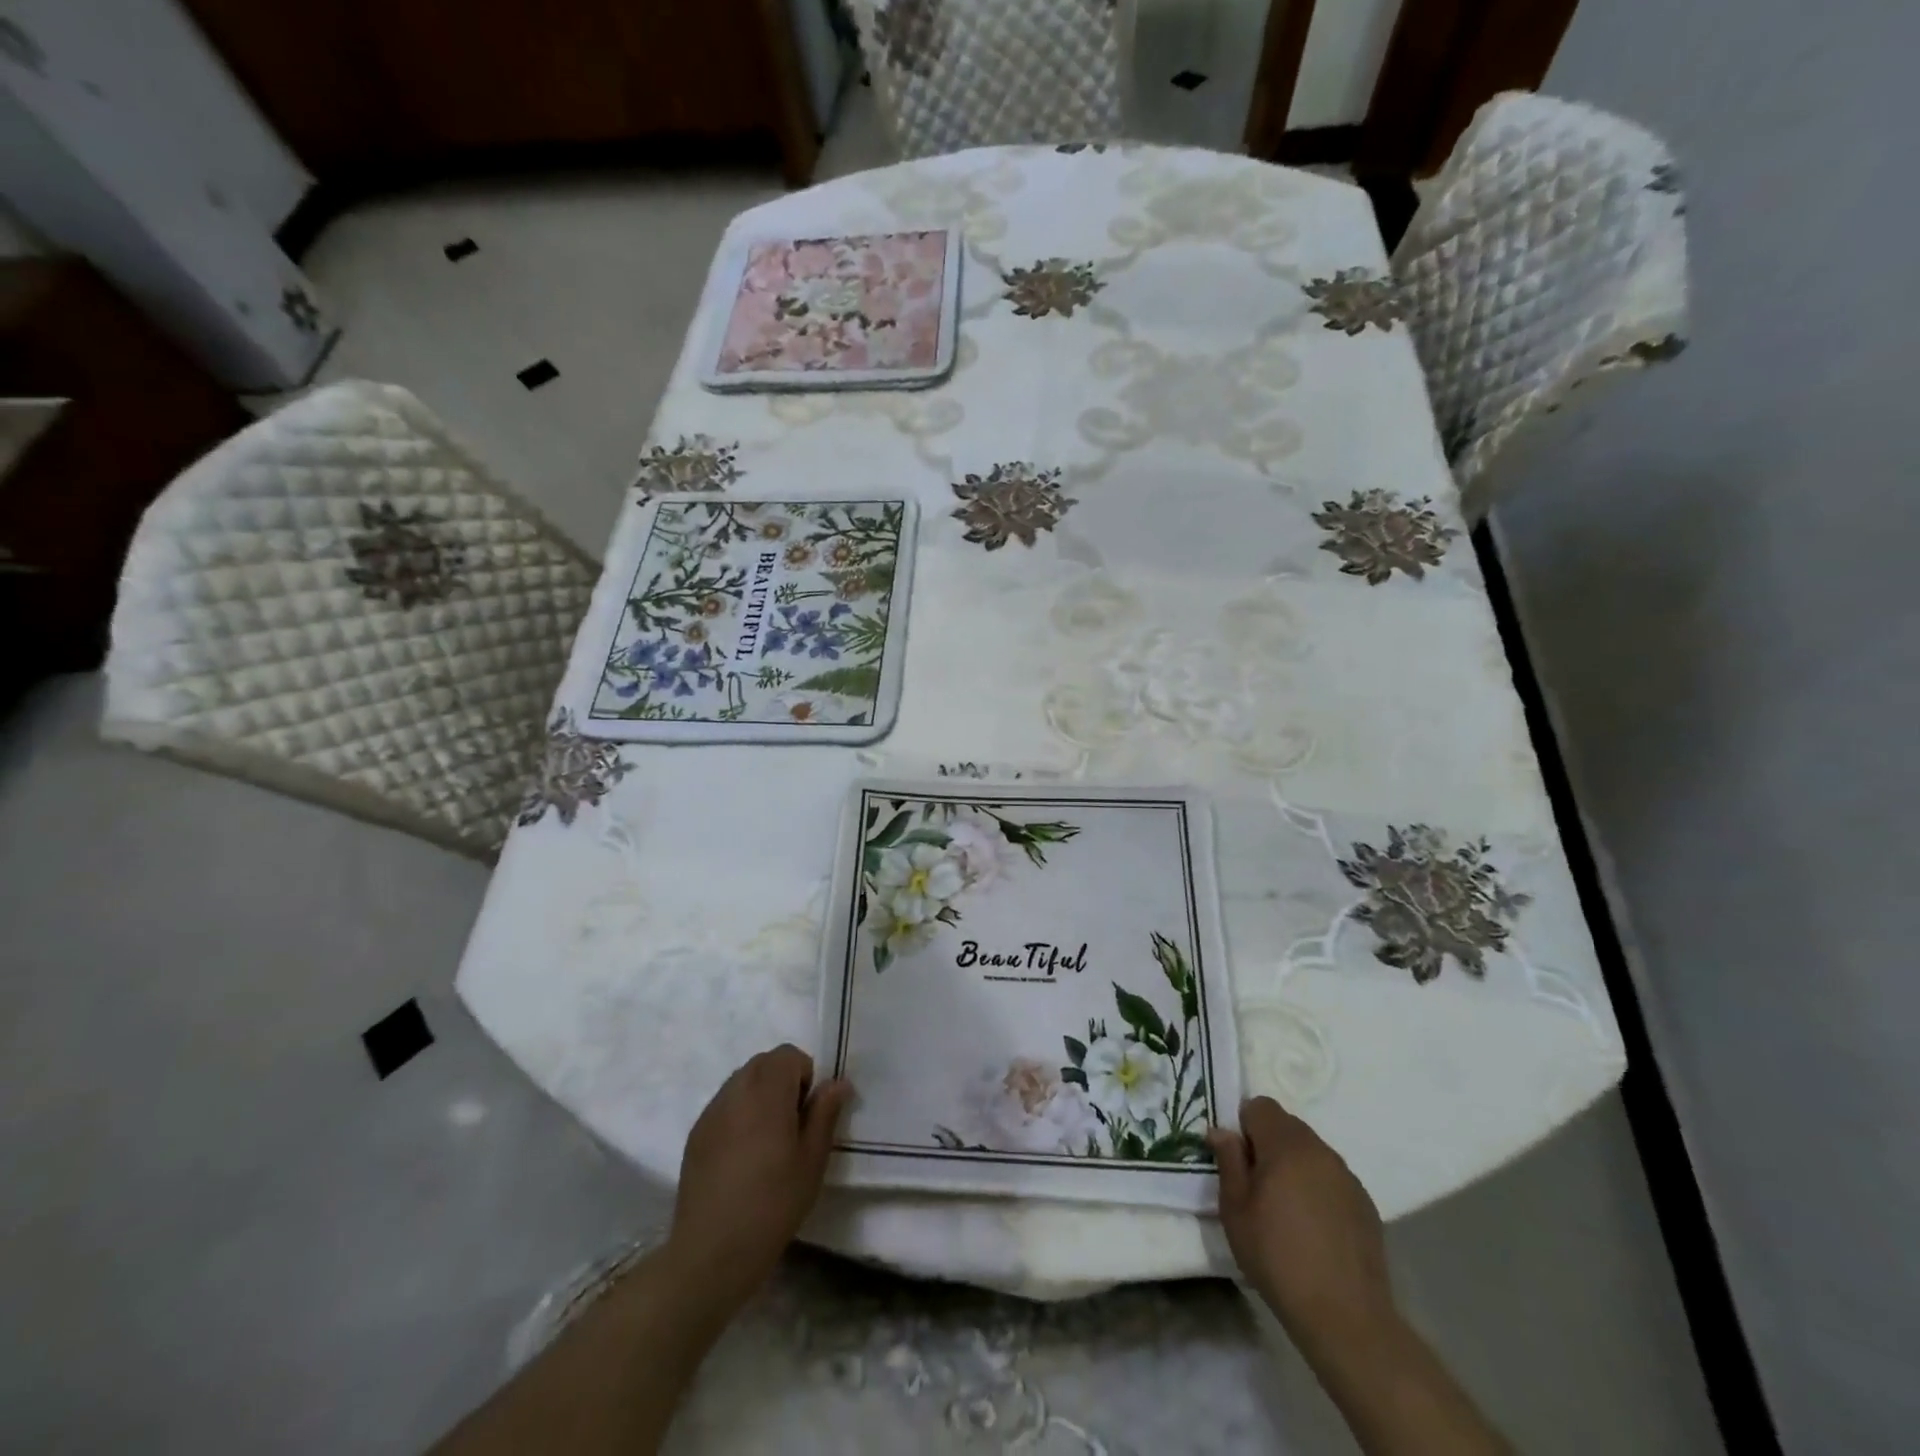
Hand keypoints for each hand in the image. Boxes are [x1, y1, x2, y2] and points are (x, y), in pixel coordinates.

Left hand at [670, 1045, 851, 1308]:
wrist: (713, 1251)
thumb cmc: (773, 1203)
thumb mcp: (812, 1160)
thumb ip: (825, 1113)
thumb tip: (838, 1083)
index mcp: (767, 1092)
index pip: (788, 1055)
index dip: (804, 1076)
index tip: (807, 1113)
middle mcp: (736, 1091)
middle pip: (763, 1063)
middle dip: (782, 1081)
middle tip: (791, 1126)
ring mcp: (711, 1112)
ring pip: (741, 1081)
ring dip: (759, 1095)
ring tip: (766, 1142)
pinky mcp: (695, 1134)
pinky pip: (723, 1105)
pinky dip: (738, 1114)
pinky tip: (741, 1157)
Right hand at [1208, 1097, 1395, 1356]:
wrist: (1345, 1316)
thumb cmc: (1278, 1257)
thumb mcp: (1235, 1210)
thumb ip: (1228, 1161)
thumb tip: (1222, 1131)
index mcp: (1286, 1145)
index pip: (1260, 1106)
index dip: (1244, 1126)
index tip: (1240, 1161)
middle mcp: (1320, 1150)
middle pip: (1287, 1125)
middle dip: (1268, 1144)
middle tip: (1258, 1186)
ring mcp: (1347, 1176)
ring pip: (1311, 1151)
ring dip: (1294, 1165)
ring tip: (1287, 1209)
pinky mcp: (1365, 1203)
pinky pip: (1331, 1177)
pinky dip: (1318, 1188)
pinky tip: (1314, 1227)